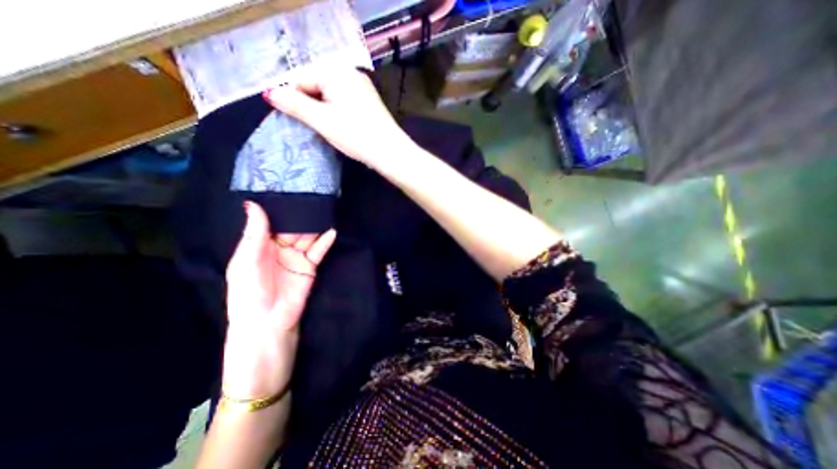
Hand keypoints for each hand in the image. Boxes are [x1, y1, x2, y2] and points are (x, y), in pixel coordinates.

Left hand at [225, 200, 338, 395]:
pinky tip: (331, 231)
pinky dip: (326, 241)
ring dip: (314, 226)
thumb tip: (253, 204)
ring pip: (307, 237)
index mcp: (259, 246)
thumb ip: (254, 234)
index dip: (278, 208)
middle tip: (311, 196)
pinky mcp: (310, 266)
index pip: (271, 222)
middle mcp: (279, 248)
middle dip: (300, 215)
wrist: (268, 322)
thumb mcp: (246, 261)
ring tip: (323, 210)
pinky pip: (319, 250)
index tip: (287, 190)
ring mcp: (296, 257)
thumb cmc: (249, 292)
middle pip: (292, 228)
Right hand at [260, 64, 414, 168]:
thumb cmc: (355, 134)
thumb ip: (294, 104)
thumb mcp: (321, 120)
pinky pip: (344, 101)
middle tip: (315, 126)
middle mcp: (349, 72)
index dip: (293, 98)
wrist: (390, 151)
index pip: (300, 77)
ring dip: (323, 109)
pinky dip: (337, 111)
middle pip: (315, 83)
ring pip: (330, 94)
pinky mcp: (369, 101)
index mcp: (335, 70)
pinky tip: (341, 126)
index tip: (295, 119)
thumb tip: (269, 92)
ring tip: (328, 129)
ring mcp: (362, 86)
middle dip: (309, 103)